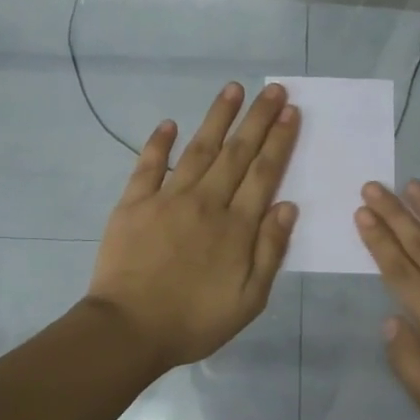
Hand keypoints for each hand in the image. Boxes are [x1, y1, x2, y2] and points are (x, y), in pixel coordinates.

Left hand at [85, 82, 299, 371]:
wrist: (129, 330)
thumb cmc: (195, 321)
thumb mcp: (249, 299)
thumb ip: (269, 251)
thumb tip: (287, 206)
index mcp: (236, 227)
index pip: (264, 173)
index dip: (279, 140)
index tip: (290, 112)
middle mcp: (206, 202)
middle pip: (237, 152)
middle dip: (257, 119)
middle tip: (273, 89)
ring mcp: (167, 199)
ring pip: (198, 149)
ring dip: (217, 118)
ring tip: (233, 89)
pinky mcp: (134, 203)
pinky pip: (148, 165)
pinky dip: (159, 143)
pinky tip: (170, 123)